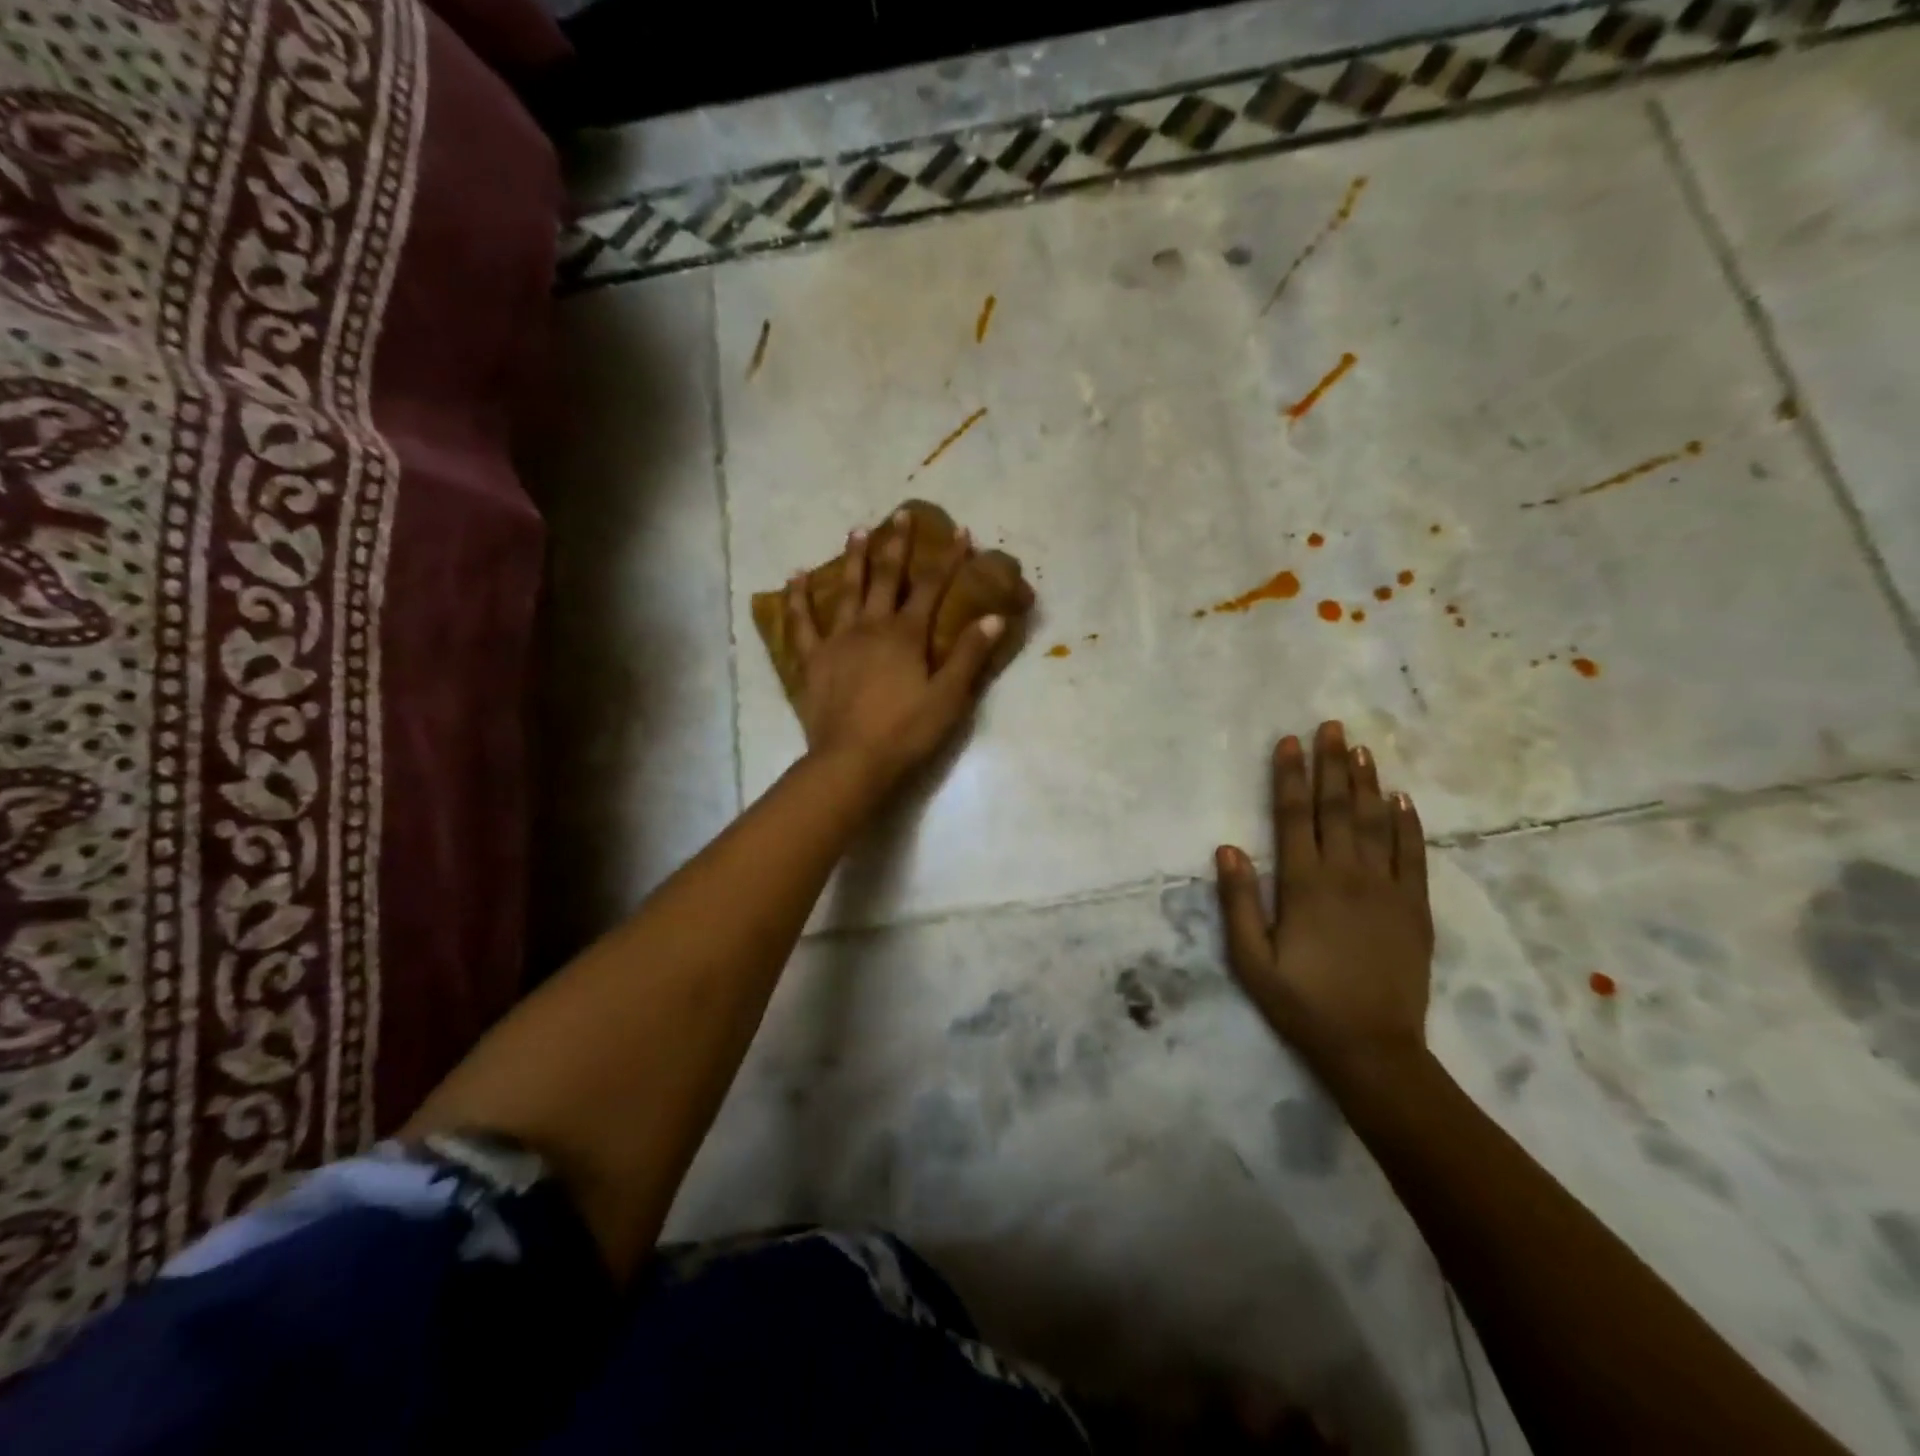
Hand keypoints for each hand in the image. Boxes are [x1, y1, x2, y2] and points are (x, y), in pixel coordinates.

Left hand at [784, 511, 1003, 788]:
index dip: (948, 559)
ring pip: (846, 590)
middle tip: (901, 515)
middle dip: (897, 545)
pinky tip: (795, 575)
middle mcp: (871, 627)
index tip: (960, 532)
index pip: (932, 588)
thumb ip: (970, 656)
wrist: (852, 761)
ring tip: (857, 530)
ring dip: (853, 559)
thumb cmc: (906, 732)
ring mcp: (838, 640)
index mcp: (906, 635)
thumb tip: (993, 618)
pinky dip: (798, 598)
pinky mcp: (813, 660)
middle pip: (886, 578)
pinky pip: (802, 623)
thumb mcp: (949, 697)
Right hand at [1214, 721, 1433, 1080]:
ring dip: (1366, 783)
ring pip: (1375, 823)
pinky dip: (1407, 824)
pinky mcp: (1415, 908)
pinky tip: (1401, 799)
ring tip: (1361, 748)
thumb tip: (1227, 848)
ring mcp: (1387, 890)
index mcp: (1303, 885)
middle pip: (1337, 809)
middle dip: (1331, 765)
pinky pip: (1413, 856)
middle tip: (1331, 726)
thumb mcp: (1250, 959)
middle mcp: (1347, 876)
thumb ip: (1238, 902)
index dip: (1290, 776)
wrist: (1372, 1048)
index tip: (1288, 742)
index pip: (1294, 816)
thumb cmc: (1301, 1002)